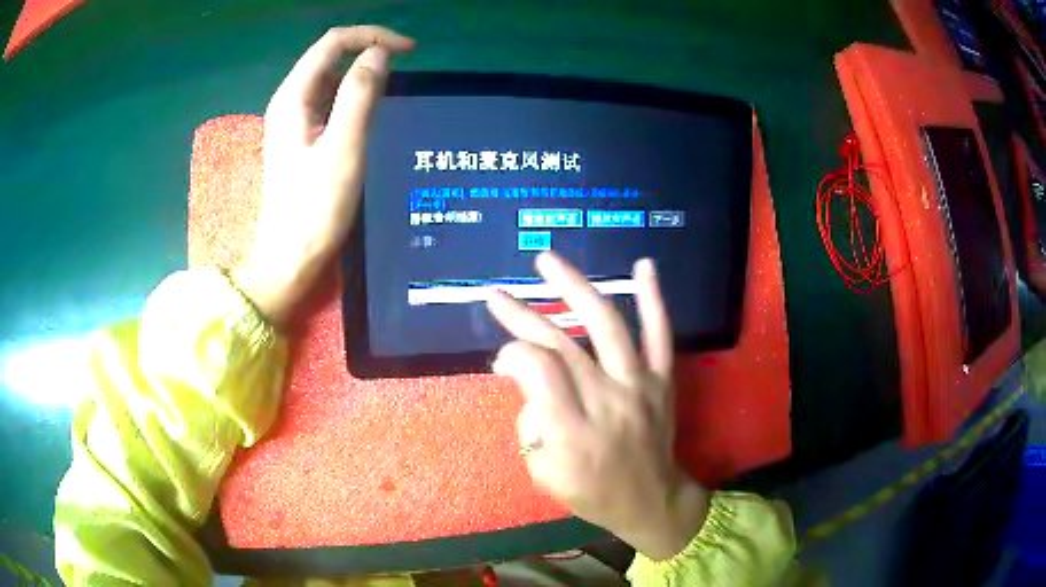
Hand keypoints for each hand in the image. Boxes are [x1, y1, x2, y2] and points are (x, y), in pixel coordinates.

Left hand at [234, 26, 414, 326]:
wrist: (289, 259)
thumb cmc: (315, 208)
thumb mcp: (343, 147)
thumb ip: (360, 93)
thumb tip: (379, 54)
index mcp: (293, 97)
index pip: (333, 43)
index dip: (372, 36)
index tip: (410, 50)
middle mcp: (289, 101)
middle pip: (329, 56)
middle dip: (368, 50)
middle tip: (406, 65)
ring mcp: (293, 121)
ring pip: (330, 79)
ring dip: (362, 73)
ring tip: (394, 86)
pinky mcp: (301, 139)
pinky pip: (329, 102)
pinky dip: (353, 96)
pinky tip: (371, 111)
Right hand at [488, 252, 709, 560]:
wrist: (651, 500)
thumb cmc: (592, 492)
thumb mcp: (543, 474)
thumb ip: (529, 424)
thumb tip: (525, 380)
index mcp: (573, 431)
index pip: (538, 370)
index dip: (513, 353)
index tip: (502, 359)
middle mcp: (607, 400)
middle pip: (562, 344)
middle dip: (523, 315)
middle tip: (496, 295)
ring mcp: (640, 386)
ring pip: (607, 326)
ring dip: (575, 287)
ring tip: (547, 261)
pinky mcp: (662, 380)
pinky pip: (660, 334)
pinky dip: (652, 299)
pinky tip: (643, 265)